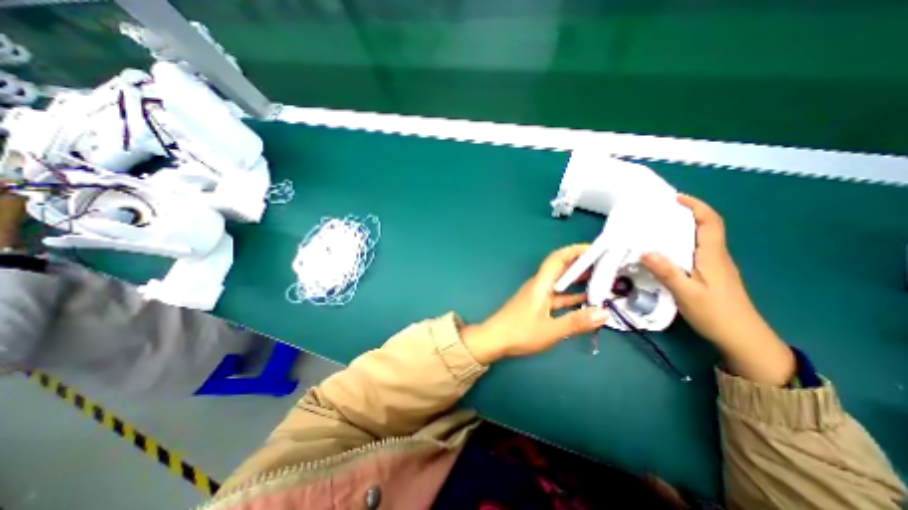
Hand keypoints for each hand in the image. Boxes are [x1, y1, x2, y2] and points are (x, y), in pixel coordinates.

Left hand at [462, 246, 609, 364]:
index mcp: (541, 284)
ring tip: (601, 281)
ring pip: (560, 284)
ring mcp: (538, 296)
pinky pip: (558, 297)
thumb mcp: (550, 329)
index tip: (595, 249)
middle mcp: (539, 286)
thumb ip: (576, 322)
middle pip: (561, 269)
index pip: (557, 259)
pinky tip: (585, 302)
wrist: (494, 340)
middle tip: (605, 266)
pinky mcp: (537, 306)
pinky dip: (571, 297)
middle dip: (581, 265)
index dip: (575, 251)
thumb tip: (604, 313)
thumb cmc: (519, 332)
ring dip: (578, 281)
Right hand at [637, 193, 795, 384]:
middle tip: (658, 212)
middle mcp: (716, 256)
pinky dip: (680, 244)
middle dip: (685, 214)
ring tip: (656, 228)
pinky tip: (664, 252)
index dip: (696, 206)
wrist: (743, 339)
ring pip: (699, 239)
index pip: (710, 222)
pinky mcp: (710, 275)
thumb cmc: (716, 314)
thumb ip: (667, 271)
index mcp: (712, 256)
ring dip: (681, 229)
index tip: (675, 199)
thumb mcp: (687, 293)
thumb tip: (644, 250)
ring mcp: (714, 266)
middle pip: (705, 227)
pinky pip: (694, 251)